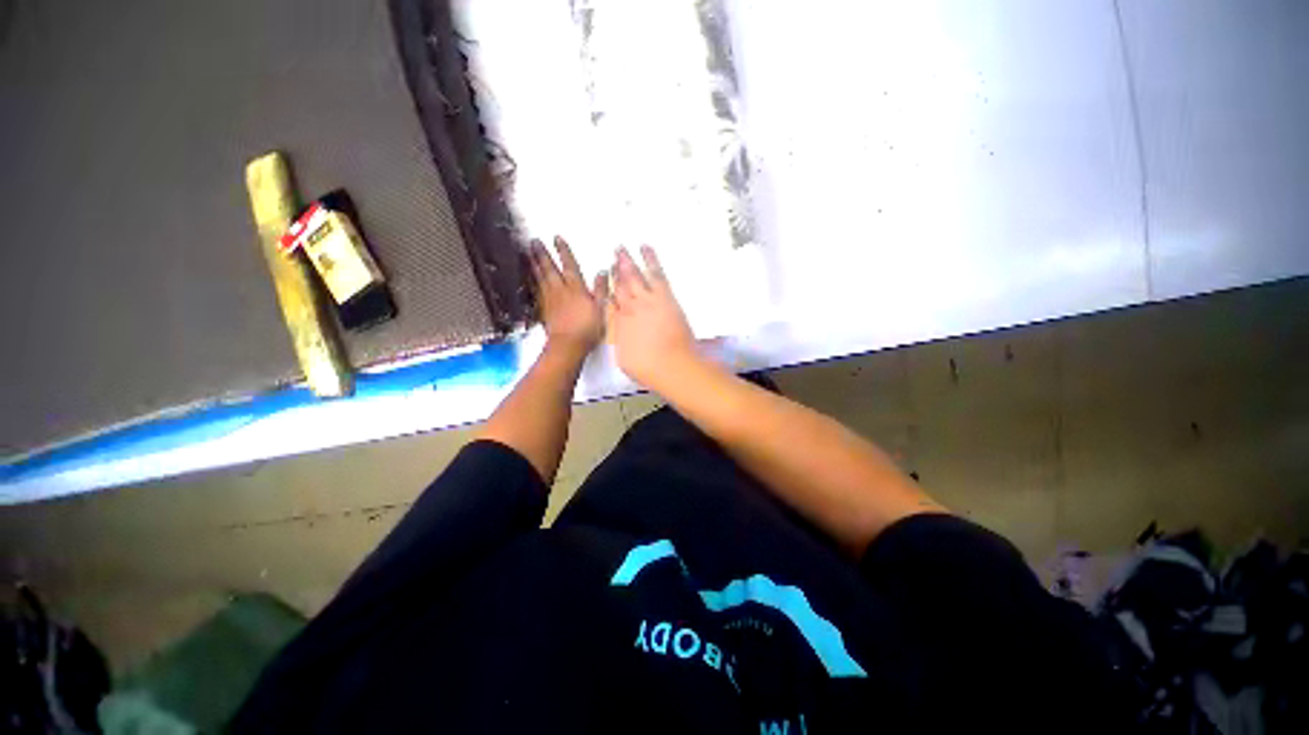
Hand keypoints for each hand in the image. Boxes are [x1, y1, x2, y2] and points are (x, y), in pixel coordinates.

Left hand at [531, 236, 607, 355]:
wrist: (568, 345)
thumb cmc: (587, 328)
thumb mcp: (601, 308)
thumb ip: (601, 289)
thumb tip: (602, 272)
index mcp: (576, 288)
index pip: (569, 265)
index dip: (563, 251)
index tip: (557, 238)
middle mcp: (561, 291)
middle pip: (549, 269)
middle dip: (542, 254)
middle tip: (534, 242)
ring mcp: (550, 300)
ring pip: (540, 278)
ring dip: (534, 265)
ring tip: (528, 255)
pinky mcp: (544, 311)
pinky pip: (537, 291)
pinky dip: (533, 282)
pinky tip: (531, 280)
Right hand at [606, 245, 700, 390]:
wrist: (671, 365)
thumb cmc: (648, 368)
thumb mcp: (624, 359)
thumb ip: (620, 341)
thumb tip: (620, 334)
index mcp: (617, 325)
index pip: (609, 303)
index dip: (606, 289)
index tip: (604, 279)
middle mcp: (628, 309)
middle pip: (619, 286)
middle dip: (615, 272)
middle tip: (612, 258)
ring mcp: (646, 301)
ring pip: (633, 276)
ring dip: (626, 262)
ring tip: (621, 248)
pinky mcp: (663, 297)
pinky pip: (655, 273)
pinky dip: (650, 259)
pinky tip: (646, 248)